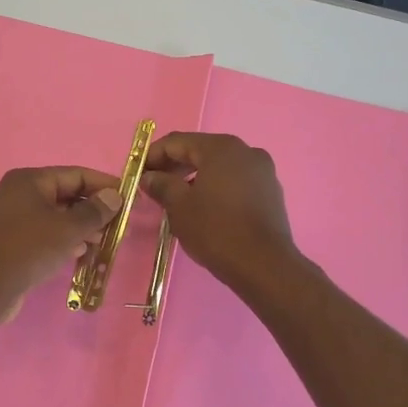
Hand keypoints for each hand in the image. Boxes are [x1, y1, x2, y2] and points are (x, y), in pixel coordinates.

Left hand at [0, 167, 123, 325]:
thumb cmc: (28, 249)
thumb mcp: (68, 228)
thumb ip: (94, 211)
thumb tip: (114, 196)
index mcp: (30, 180)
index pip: (75, 174)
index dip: (104, 185)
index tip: (129, 199)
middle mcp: (20, 194)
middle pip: (67, 195)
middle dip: (94, 210)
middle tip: (120, 226)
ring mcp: (15, 219)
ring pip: (58, 217)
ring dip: (82, 228)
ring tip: (105, 242)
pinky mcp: (14, 243)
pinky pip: (47, 235)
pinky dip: (66, 241)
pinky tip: (82, 254)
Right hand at [141, 132, 299, 294]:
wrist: (264, 265)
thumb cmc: (216, 230)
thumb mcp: (179, 206)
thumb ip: (161, 185)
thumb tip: (149, 177)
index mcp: (221, 148)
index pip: (177, 142)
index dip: (153, 155)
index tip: (137, 173)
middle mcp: (245, 151)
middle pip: (200, 151)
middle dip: (174, 166)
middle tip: (153, 186)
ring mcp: (262, 171)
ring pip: (219, 167)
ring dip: (194, 177)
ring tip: (176, 199)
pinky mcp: (270, 192)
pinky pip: (235, 181)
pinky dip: (215, 187)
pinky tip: (204, 208)